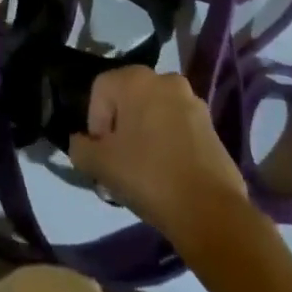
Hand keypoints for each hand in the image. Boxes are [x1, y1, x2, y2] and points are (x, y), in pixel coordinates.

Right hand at [68, 66, 250, 245]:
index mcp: (136, 79)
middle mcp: (165, 80)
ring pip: (155, 113)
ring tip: (144, 172)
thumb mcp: (100, 165)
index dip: (94, 123)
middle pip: (129, 99)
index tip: (102, 154)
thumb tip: (82, 143)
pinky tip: (167, 174)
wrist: (210, 211)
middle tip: (119, 163)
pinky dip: (168, 143)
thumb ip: (80, 148)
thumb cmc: (148, 177)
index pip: (100, 90)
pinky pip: (178, 128)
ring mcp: (193, 101)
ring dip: (144, 135)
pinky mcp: (211, 126)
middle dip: (120, 128)